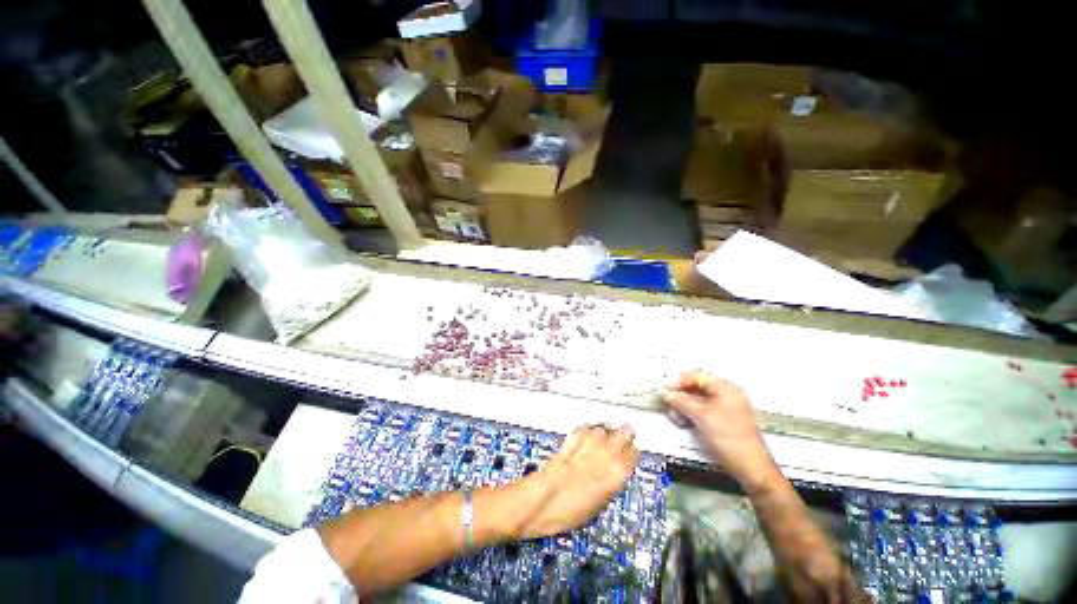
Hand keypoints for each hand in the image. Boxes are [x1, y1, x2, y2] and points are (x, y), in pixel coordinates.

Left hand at [510, 425, 638, 538]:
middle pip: (623, 433)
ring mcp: (586, 446)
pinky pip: (584, 428)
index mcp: (614, 477)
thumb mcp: (597, 506)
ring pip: (604, 427)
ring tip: (604, 436)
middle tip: (623, 437)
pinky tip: (587, 433)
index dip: (633, 452)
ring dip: (606, 431)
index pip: (633, 454)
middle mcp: (603, 456)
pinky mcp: (570, 440)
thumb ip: (610, 485)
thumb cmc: (567, 514)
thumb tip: (615, 474)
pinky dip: (588, 429)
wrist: (539, 503)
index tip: (632, 453)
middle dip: (624, 434)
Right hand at [662, 372, 778, 492]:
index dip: (679, 381)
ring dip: (683, 407)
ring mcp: (725, 409)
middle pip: (696, 388)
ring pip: (697, 401)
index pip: (697, 377)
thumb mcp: (702, 417)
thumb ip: (682, 401)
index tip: (666, 390)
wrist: (750, 469)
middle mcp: (726, 396)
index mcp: (726, 389)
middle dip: (680, 396)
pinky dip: (690, 415)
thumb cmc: (730, 439)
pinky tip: (683, 422)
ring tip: (675, 417)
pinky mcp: (722, 422)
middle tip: (668, 404)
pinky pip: (701, 412)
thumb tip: (666, 393)